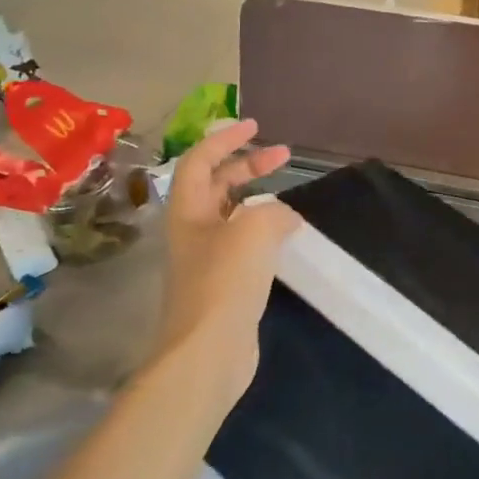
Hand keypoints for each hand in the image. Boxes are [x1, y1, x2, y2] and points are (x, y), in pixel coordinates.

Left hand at [158, 120, 300, 401]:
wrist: (208, 351)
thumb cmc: (224, 282)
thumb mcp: (252, 231)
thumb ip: (273, 212)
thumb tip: (285, 216)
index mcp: (189, 212)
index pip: (200, 161)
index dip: (225, 140)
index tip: (255, 126)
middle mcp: (193, 231)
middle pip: (216, 185)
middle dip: (247, 165)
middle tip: (283, 155)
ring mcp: (207, 260)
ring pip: (232, 215)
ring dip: (258, 197)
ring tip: (289, 195)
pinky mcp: (225, 285)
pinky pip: (245, 244)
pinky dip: (265, 230)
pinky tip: (287, 237)